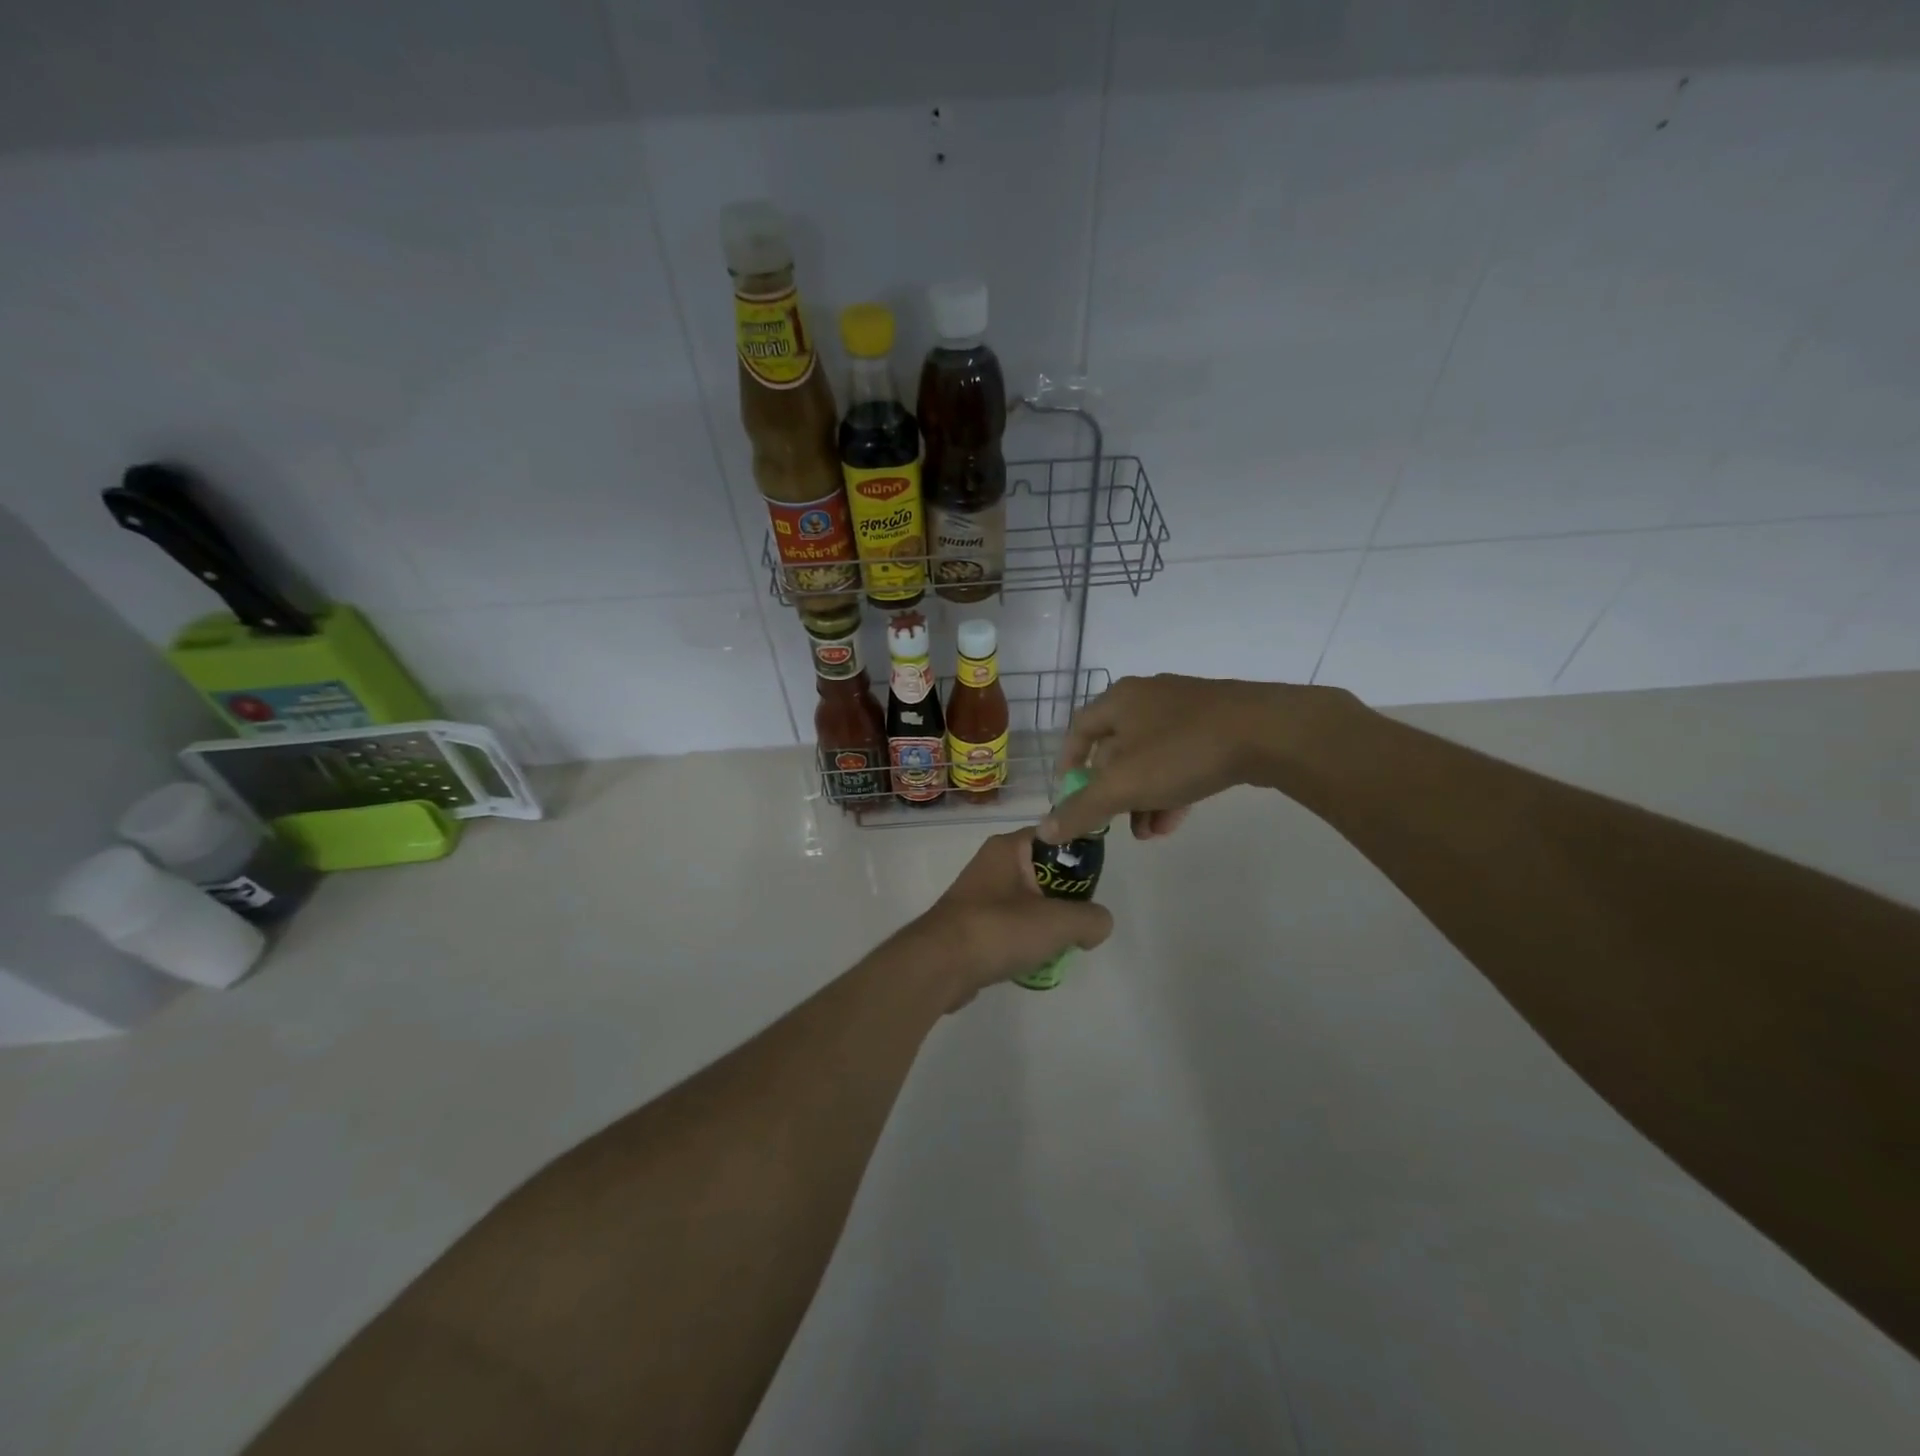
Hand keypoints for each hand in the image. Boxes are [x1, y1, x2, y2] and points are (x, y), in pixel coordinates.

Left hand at [909, 829, 1113, 1007]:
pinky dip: (1024, 940)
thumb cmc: (999, 929)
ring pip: (1029, 901)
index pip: (1057, 836)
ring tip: (1061, 945)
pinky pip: (1010, 925)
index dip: (1081, 857)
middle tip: (1081, 922)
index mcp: (1010, 847)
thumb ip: (1091, 918)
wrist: (939, 965)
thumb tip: (1097, 925)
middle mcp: (993, 863)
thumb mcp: (1059, 921)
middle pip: (1045, 872)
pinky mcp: (972, 924)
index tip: (1097, 885)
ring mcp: (980, 894)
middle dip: (1066, 898)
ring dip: (1046, 922)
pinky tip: (1034, 960)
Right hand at [1039, 674, 1360, 842]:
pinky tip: (1175, 821)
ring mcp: (1187, 709)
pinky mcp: (1219, 724)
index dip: (1068, 765)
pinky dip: (1172, 789)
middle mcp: (1148, 697)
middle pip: (1116, 749)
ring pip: (1151, 759)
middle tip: (1114, 824)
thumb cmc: (1182, 751)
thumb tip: (1044, 831)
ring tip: (1149, 833)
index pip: (1077, 731)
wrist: (1271, 733)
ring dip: (1143, 798)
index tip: (1068, 798)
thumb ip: (1081, 809)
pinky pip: (1182, 758)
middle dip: (1113, 793)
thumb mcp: (1123, 785)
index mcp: (1119, 700)